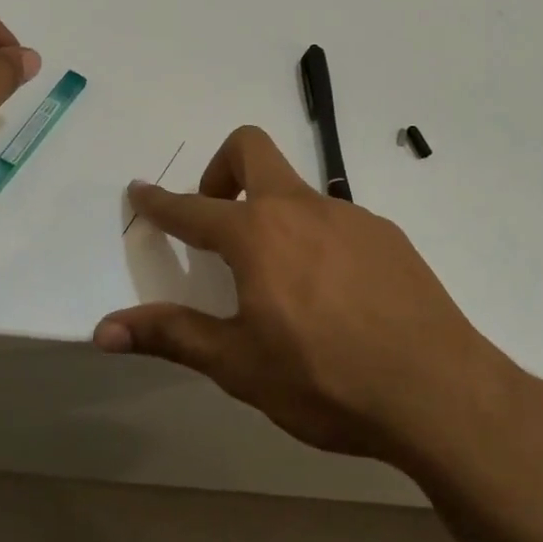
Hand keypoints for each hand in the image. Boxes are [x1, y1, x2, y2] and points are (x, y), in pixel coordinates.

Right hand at [93, 126, 509, 464]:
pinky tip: (333, 296)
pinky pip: (336, 220)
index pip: (192, 209)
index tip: (140, 191)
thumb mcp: (239, 365)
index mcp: (257, 235)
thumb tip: (104, 330)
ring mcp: (350, 216)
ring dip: (272, 215)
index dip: (159, 202)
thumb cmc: (326, 381)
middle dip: (220, 166)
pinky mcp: (387, 235)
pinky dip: (315, 239)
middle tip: (217, 218)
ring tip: (281, 282)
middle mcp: (301, 209)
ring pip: (296, 190)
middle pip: (250, 148)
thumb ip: (173, 336)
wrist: (439, 393)